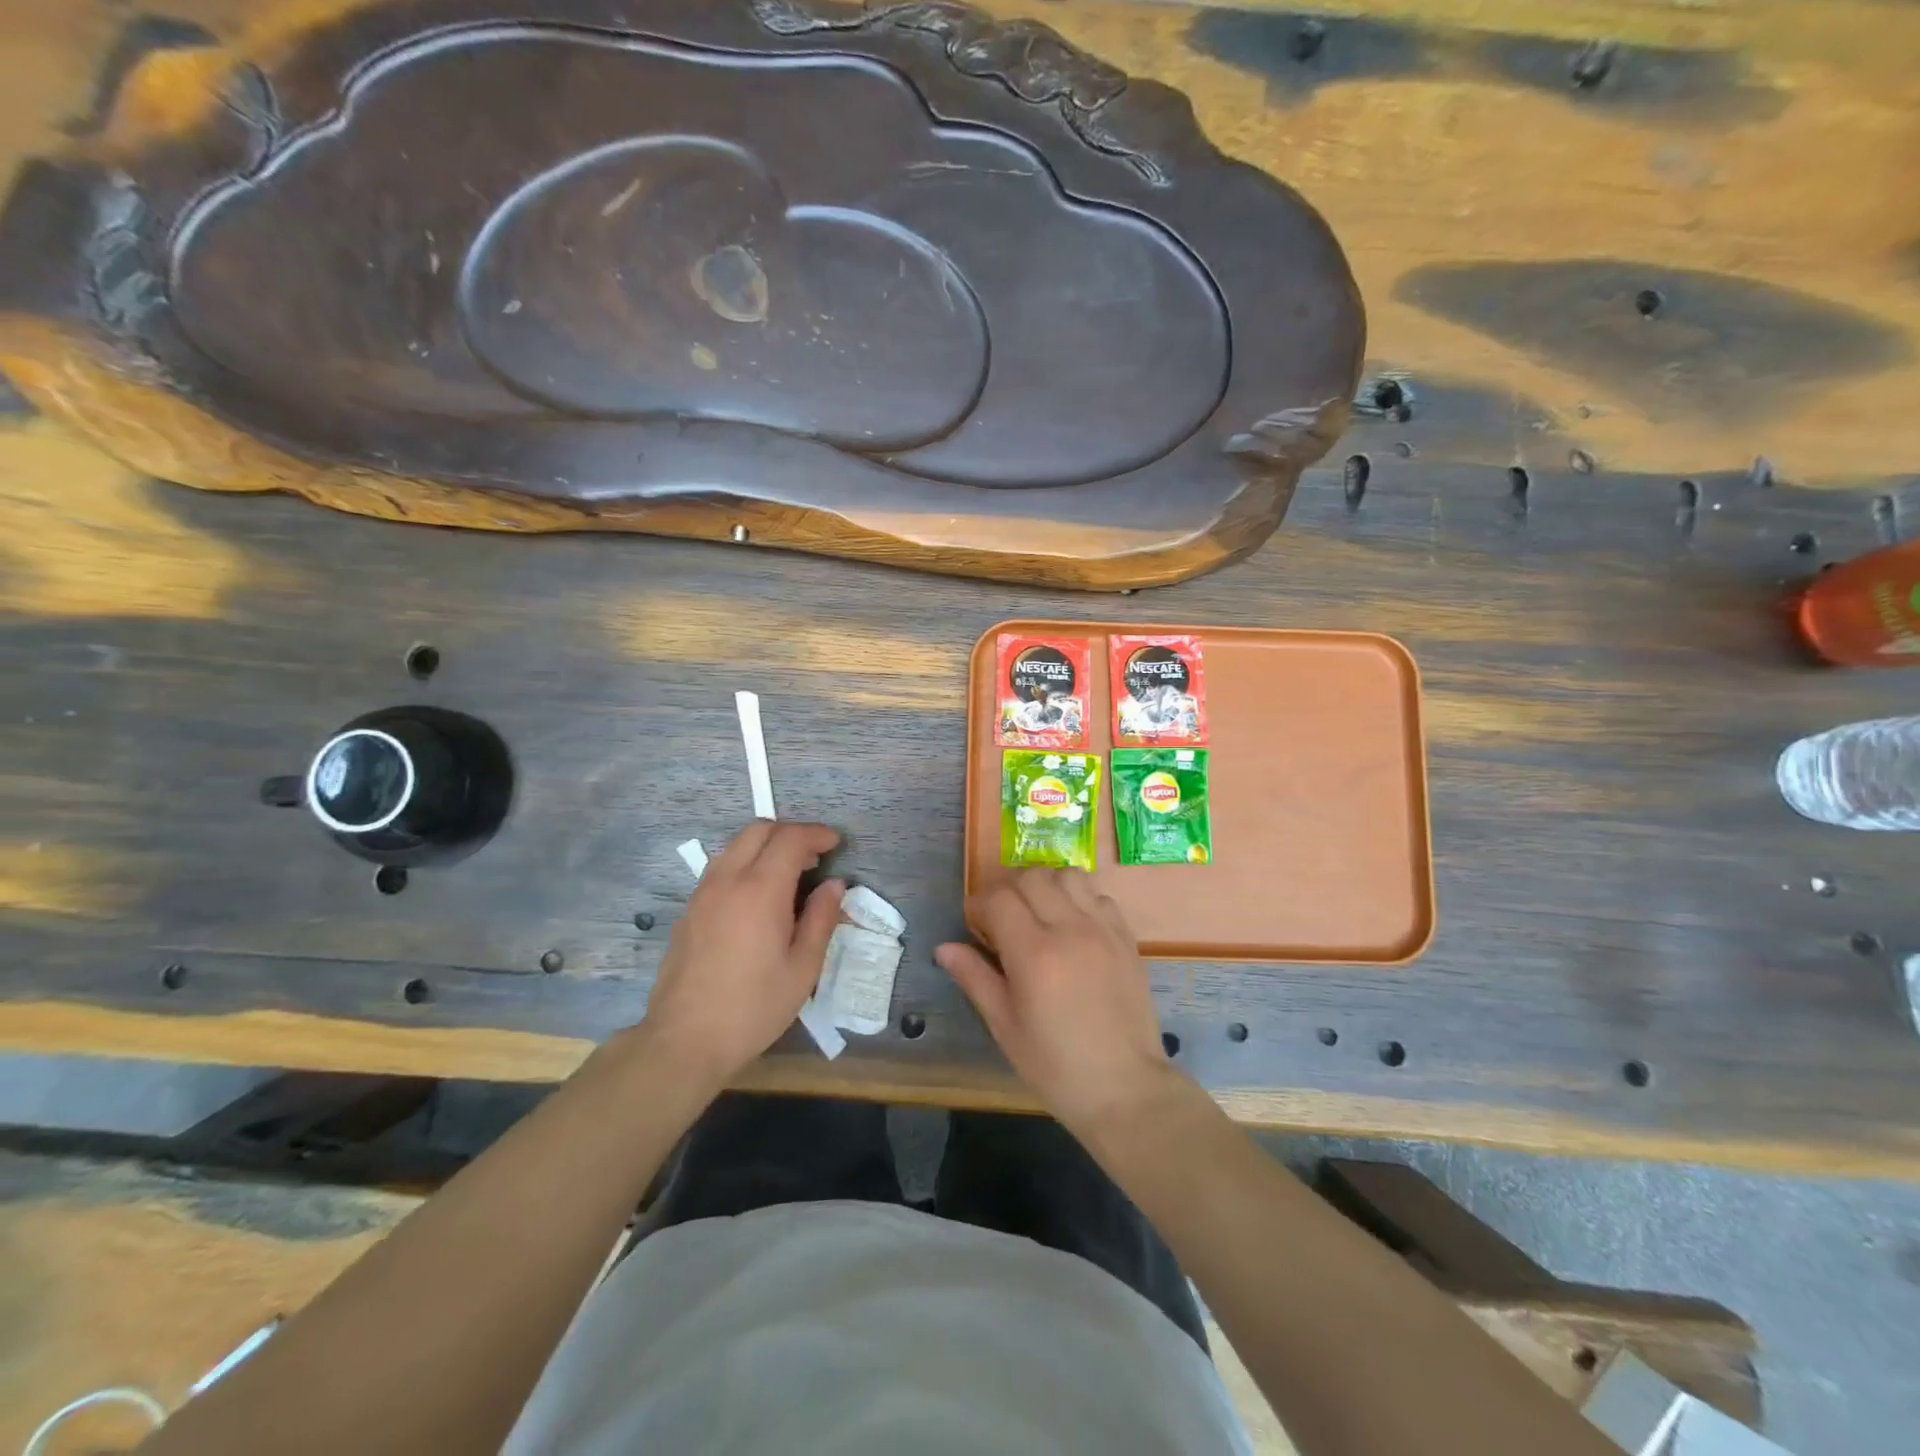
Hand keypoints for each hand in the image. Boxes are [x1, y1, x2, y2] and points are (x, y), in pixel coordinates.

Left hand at [642, 820, 843, 1087]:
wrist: (684, 1040)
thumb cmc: (754, 1007)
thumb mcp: (803, 968)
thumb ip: (821, 918)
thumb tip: (834, 885)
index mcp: (760, 890)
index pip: (790, 838)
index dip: (817, 834)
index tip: (836, 844)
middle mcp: (727, 880)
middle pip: (759, 829)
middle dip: (790, 833)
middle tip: (814, 857)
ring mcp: (702, 893)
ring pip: (735, 846)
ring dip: (765, 847)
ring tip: (788, 875)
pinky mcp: (688, 910)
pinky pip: (720, 869)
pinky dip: (745, 865)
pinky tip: (757, 899)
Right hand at [936, 869, 1177, 1135]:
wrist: (1125, 1088)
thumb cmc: (1056, 1066)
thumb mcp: (1005, 1027)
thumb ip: (975, 978)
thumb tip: (944, 948)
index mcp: (1034, 953)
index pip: (999, 899)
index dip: (979, 906)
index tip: (975, 927)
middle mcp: (1070, 929)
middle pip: (1032, 877)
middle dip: (1010, 891)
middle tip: (1003, 921)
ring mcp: (1102, 929)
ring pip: (1069, 875)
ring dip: (1047, 886)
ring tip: (1040, 916)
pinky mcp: (1126, 937)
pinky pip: (1099, 895)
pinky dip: (1080, 899)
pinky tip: (1073, 928)